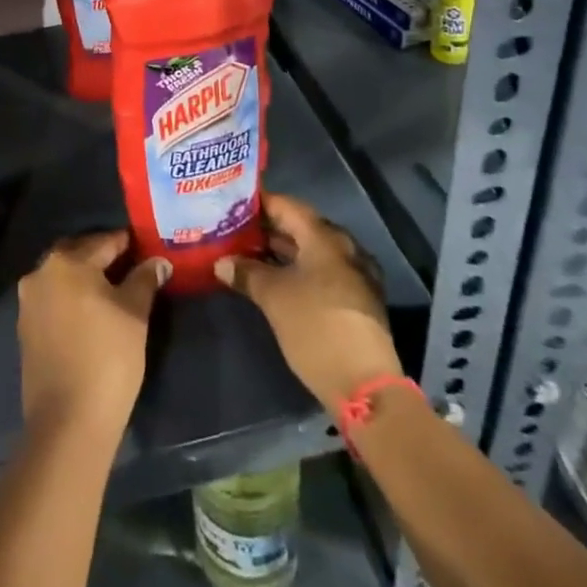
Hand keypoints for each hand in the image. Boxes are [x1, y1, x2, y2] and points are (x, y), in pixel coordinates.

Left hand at [17, 232, 169, 437]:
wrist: (68, 421)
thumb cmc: (108, 357)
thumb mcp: (135, 314)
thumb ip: (144, 280)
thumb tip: (157, 261)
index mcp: (66, 262)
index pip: (104, 242)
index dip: (128, 244)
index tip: (146, 247)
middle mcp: (40, 274)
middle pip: (77, 254)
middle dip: (102, 257)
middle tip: (131, 267)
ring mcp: (29, 303)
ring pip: (63, 277)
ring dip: (85, 278)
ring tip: (115, 291)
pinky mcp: (26, 329)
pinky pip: (53, 300)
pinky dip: (72, 299)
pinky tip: (92, 314)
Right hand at [215, 193, 404, 408]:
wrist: (364, 383)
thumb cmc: (315, 327)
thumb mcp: (273, 297)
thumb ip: (246, 273)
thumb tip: (222, 262)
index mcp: (324, 238)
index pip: (286, 205)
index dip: (258, 202)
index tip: (230, 203)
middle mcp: (342, 248)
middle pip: (299, 227)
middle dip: (266, 229)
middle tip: (233, 229)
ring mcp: (352, 274)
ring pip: (310, 252)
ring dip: (280, 252)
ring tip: (245, 253)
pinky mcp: (354, 299)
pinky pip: (320, 272)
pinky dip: (296, 270)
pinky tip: (273, 280)